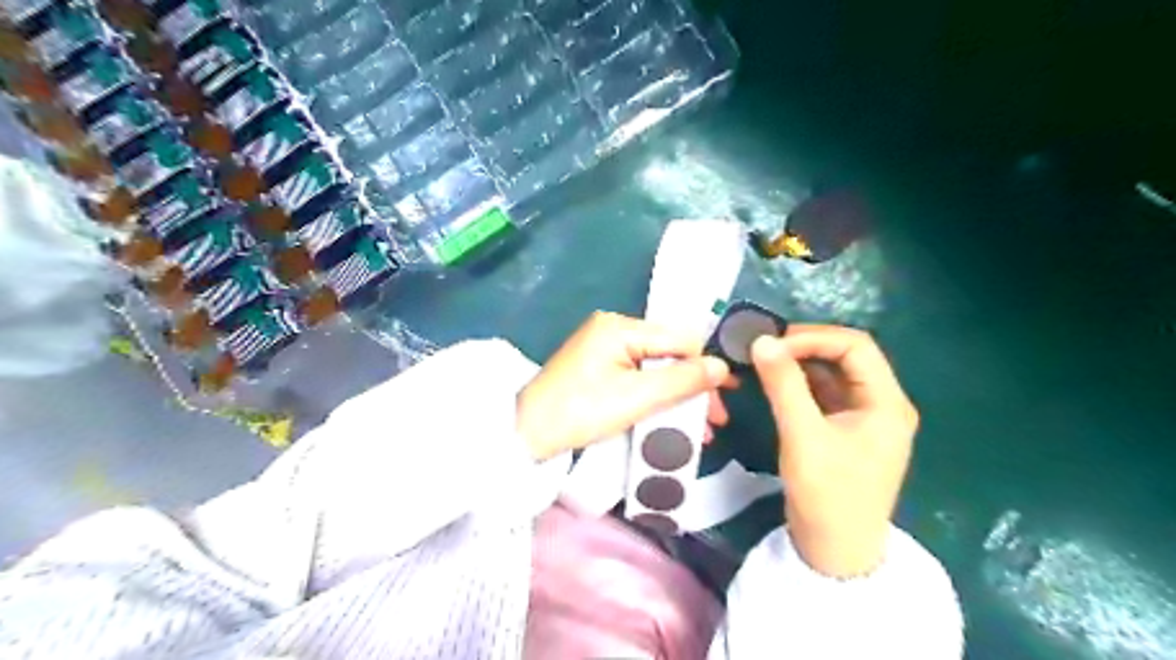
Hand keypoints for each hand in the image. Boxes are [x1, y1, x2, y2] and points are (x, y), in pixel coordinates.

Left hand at [515, 313, 732, 461]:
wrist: (526, 434)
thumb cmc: (581, 412)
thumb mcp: (636, 398)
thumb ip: (682, 380)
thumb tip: (722, 367)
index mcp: (620, 327)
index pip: (679, 339)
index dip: (706, 366)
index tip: (726, 396)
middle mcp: (613, 329)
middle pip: (668, 353)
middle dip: (694, 387)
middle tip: (715, 420)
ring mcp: (603, 348)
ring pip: (655, 367)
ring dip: (678, 397)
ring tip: (699, 430)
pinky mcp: (598, 367)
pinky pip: (637, 377)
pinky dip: (656, 397)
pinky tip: (671, 420)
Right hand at [752, 326, 918, 577]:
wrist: (835, 552)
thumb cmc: (827, 494)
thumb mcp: (802, 436)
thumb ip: (783, 385)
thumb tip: (761, 341)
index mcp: (887, 402)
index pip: (855, 346)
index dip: (814, 337)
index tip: (773, 343)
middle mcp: (883, 403)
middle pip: (847, 356)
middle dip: (807, 346)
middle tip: (766, 348)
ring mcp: (866, 417)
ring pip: (834, 373)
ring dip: (802, 363)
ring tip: (766, 360)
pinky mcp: (847, 429)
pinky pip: (826, 393)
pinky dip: (801, 383)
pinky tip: (776, 381)